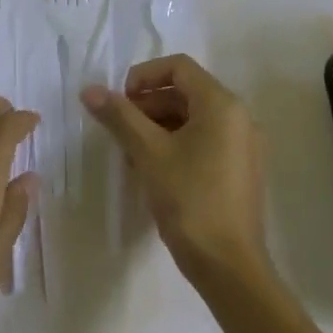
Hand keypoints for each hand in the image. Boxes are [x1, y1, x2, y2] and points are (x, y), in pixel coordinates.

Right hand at [81, 54, 269, 289]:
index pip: (179, 66)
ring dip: (158, 125)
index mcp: (222, 104)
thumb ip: (119, 116)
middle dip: (147, 104)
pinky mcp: (240, 170)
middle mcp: (239, 117)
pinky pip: (204, 141)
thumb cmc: (189, 200)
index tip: (119, 101)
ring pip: (193, 118)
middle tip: (118, 129)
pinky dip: (176, 144)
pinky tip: (152, 169)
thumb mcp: (148, 153)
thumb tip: (89, 90)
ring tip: (130, 152)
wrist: (229, 266)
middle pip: (186, 92)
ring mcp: (243, 145)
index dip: (143, 76)